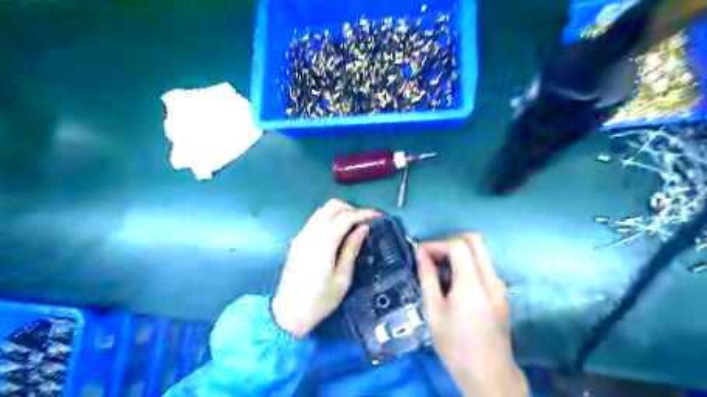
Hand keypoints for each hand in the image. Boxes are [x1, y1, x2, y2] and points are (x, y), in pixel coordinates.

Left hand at [271, 200, 380, 335]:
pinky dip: (329, 219)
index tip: (378, 217)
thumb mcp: (342, 279)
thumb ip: (351, 249)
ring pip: (322, 210)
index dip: (363, 213)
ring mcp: (301, 236)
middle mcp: (309, 234)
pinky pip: (315, 220)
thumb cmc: (319, 301)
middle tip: (364, 222)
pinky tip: (338, 233)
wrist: (287, 314)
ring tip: (353, 226)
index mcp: (323, 244)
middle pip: (332, 206)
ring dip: (340, 212)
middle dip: (351, 209)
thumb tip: (363, 228)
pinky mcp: (297, 241)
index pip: (345, 217)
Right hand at [415, 234, 526, 394]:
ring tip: (440, 269)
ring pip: (481, 252)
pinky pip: (484, 266)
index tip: (421, 253)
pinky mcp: (501, 293)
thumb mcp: (433, 311)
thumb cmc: (455, 345)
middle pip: (474, 240)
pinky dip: (467, 264)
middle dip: (450, 241)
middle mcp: (491, 278)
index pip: (458, 245)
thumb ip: (427, 278)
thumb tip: (421, 253)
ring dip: (459, 252)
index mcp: (472, 283)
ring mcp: (499, 285)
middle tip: (433, 256)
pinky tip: (454, 283)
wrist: (489, 374)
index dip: (437, 243)